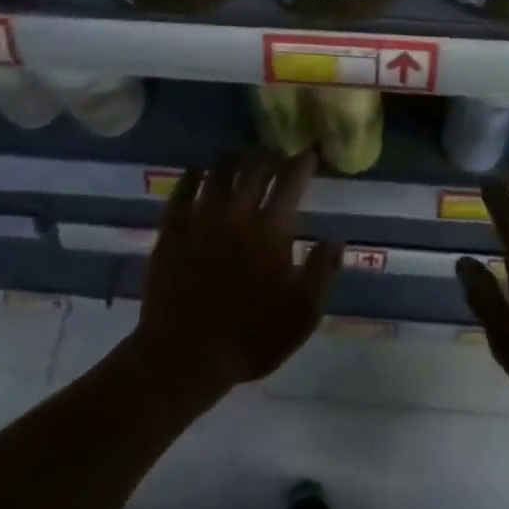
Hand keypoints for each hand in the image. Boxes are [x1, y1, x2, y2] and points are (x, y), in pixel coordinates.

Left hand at [132, 150, 340, 400]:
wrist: (185, 355)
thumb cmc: (251, 336)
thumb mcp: (303, 313)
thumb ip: (322, 271)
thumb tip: (337, 239)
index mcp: (272, 229)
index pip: (290, 182)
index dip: (302, 164)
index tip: (309, 154)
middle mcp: (237, 213)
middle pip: (255, 169)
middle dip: (269, 156)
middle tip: (276, 154)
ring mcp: (200, 218)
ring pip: (218, 172)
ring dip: (234, 159)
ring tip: (242, 154)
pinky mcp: (171, 230)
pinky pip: (182, 190)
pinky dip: (193, 175)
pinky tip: (199, 170)